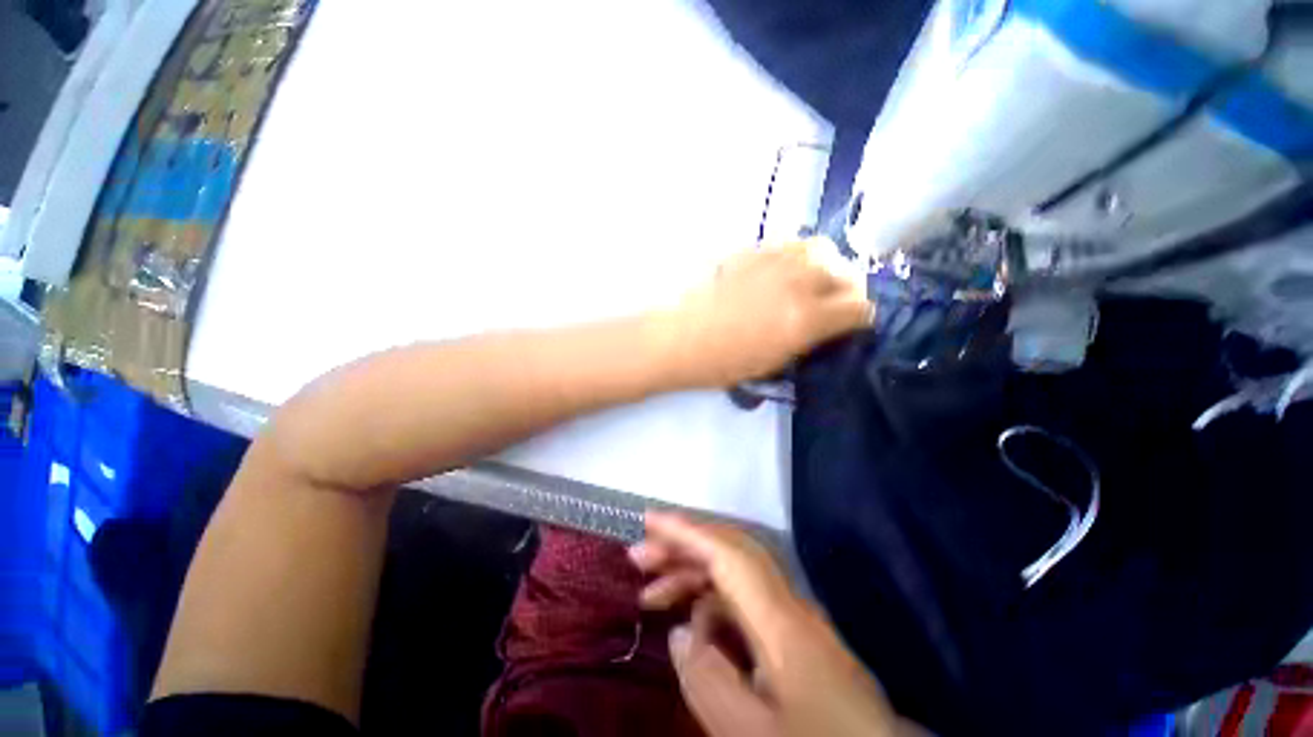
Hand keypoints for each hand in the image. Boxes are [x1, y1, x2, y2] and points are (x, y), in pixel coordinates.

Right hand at [629, 512, 922, 736]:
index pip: (727, 554)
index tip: (649, 519)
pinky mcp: (796, 638)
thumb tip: (679, 631)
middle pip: (730, 554)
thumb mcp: (752, 732)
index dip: (686, 531)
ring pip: (736, 577)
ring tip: (651, 593)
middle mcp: (788, 605)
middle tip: (639, 557)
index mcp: (781, 621)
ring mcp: (795, 620)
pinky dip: (712, 607)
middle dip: (683, 547)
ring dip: (694, 576)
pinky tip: (694, 631)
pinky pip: (745, 605)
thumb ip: (709, 680)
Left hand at [656, 239, 870, 387]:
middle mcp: (798, 283)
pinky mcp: (751, 251)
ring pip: (820, 247)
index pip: (860, 307)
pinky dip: (795, 254)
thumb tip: (827, 324)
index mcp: (806, 319)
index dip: (860, 318)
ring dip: (824, 264)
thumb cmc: (725, 362)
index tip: (851, 324)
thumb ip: (809, 338)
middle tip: (831, 302)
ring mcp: (774, 261)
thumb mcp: (775, 362)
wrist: (682, 339)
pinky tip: (782, 269)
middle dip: (846, 289)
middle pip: (846, 272)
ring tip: (810, 279)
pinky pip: (787, 242)